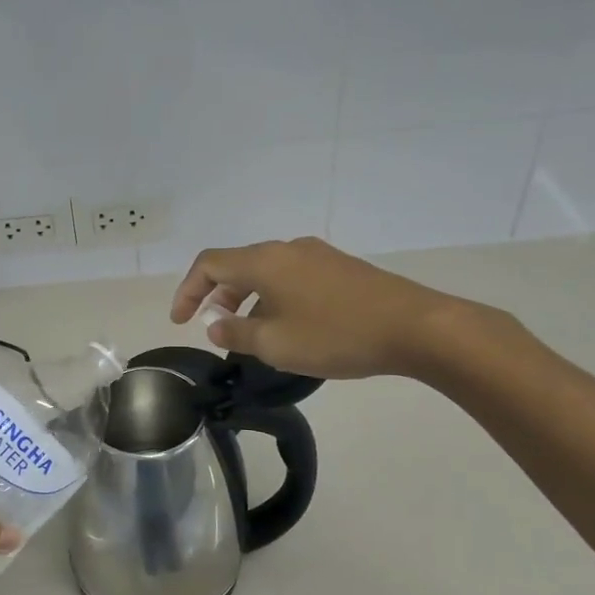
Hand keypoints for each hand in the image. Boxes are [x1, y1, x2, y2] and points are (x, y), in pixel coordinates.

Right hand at [170, 237, 488, 380]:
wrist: (414, 327)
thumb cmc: (335, 335)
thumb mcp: (275, 344)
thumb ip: (236, 334)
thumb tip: (215, 325)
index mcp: (264, 261)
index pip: (209, 264)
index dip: (187, 291)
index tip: (180, 321)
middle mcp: (287, 249)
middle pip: (238, 265)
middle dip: (218, 296)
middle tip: (214, 328)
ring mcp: (317, 256)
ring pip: (267, 273)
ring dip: (248, 300)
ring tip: (251, 335)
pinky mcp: (340, 268)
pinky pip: (292, 278)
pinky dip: (275, 299)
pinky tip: (289, 328)